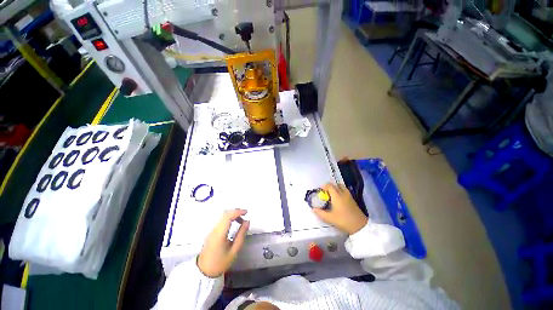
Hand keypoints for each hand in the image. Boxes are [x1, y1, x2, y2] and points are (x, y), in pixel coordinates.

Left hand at [197, 209, 249, 277]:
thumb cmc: (220, 263)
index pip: (228, 216)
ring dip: (232, 215)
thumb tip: (247, 221)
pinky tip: (234, 224)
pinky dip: (229, 219)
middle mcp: (214, 230)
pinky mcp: (211, 233)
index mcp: (219, 234)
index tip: (246, 212)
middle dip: (236, 211)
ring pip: (222, 217)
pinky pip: (221, 221)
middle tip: (245, 214)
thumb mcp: (234, 250)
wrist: (204, 272)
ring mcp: (211, 231)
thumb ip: (241, 234)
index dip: (238, 212)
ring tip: (241, 221)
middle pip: (225, 214)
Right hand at [312, 183, 367, 234]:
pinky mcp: (352, 199)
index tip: (320, 190)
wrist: (360, 226)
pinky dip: (340, 191)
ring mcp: (349, 196)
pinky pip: (345, 191)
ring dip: (336, 188)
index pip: (330, 186)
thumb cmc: (343, 220)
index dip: (324, 186)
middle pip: (336, 185)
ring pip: (341, 187)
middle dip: (329, 187)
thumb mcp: (330, 218)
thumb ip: (320, 213)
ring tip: (331, 194)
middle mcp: (343, 193)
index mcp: (337, 196)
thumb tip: (313, 209)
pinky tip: (338, 199)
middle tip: (325, 192)